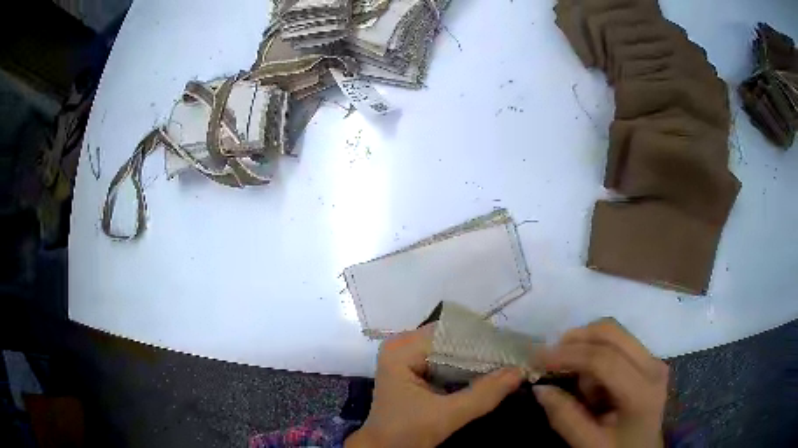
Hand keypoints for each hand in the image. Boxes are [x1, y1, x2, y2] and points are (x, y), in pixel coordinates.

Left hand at [346, 325, 523, 447]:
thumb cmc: (406, 433)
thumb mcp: (446, 416)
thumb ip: (483, 394)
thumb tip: (520, 370)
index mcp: (402, 349)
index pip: (451, 333)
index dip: (484, 341)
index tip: (513, 349)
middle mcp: (403, 345)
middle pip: (452, 339)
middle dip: (483, 350)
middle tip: (514, 357)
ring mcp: (407, 356)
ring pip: (451, 349)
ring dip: (477, 359)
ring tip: (508, 363)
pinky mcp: (413, 369)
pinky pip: (446, 360)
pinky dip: (467, 368)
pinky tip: (488, 373)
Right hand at [534, 318, 667, 447]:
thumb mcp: (589, 444)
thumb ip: (565, 418)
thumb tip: (539, 388)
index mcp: (642, 391)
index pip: (605, 360)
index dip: (569, 355)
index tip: (537, 359)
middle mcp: (653, 366)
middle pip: (612, 333)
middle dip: (576, 340)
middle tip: (549, 357)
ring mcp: (653, 360)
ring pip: (615, 333)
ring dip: (587, 346)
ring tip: (573, 377)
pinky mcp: (648, 360)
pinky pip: (619, 342)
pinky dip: (597, 351)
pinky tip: (589, 377)